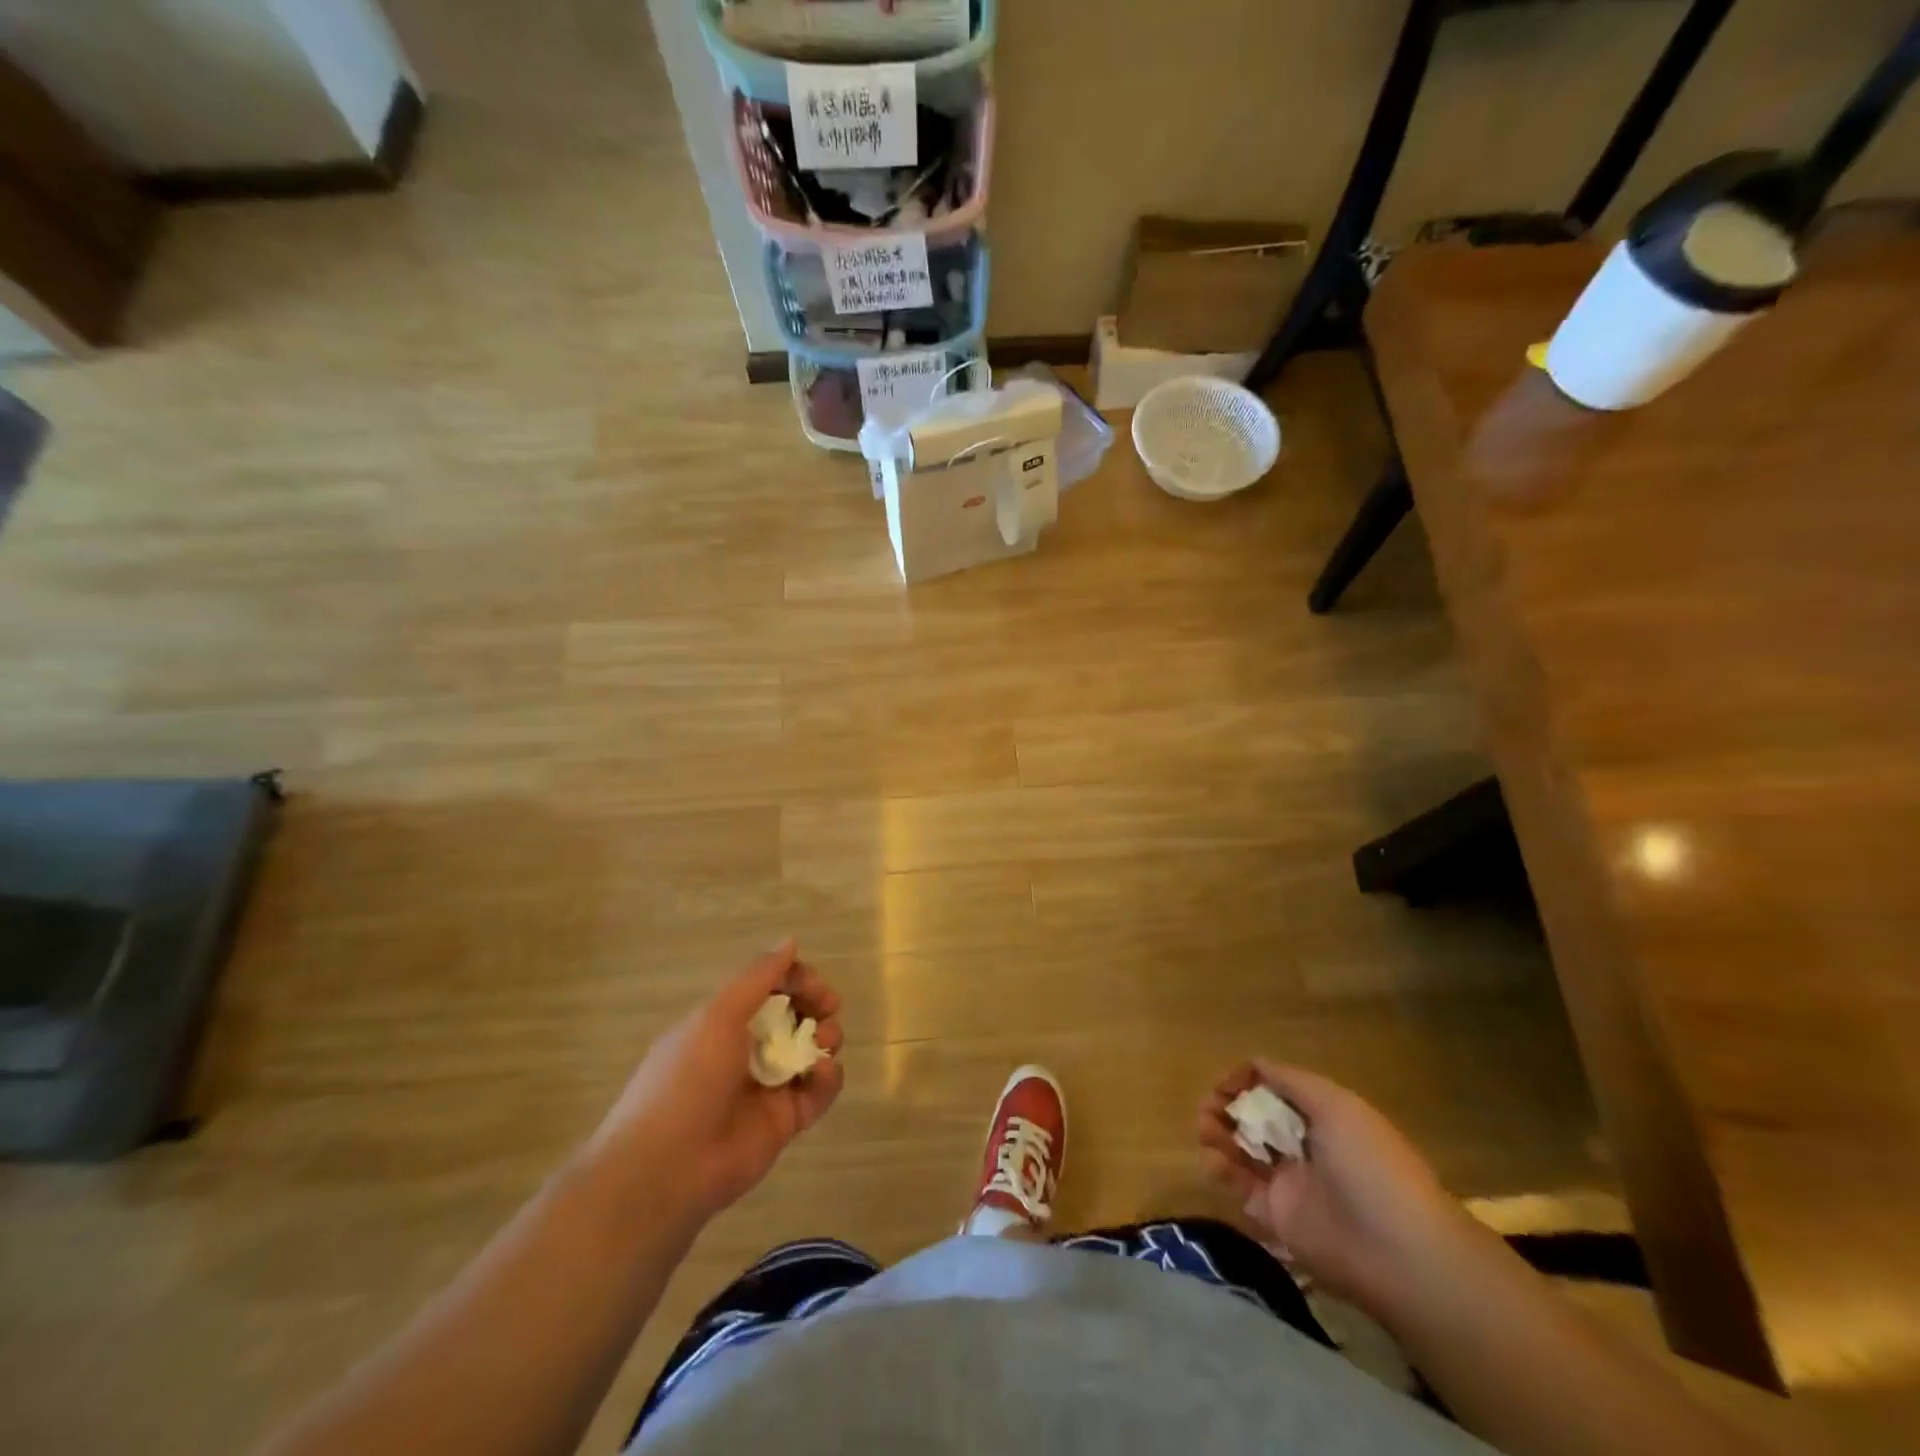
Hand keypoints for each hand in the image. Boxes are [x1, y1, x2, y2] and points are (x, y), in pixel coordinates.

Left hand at [586, 942, 843, 1225]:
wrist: (666, 1168)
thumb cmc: (688, 1079)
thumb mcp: (718, 1015)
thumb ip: (757, 977)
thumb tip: (789, 941)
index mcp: (723, 1022)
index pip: (768, 988)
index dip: (794, 978)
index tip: (812, 981)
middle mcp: (746, 1049)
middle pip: (793, 1015)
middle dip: (816, 1004)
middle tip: (828, 1006)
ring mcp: (767, 1086)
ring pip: (810, 1050)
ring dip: (826, 1037)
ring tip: (825, 1040)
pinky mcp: (785, 1121)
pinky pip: (818, 1091)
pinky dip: (828, 1078)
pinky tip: (823, 1072)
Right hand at [1198, 1062, 1469, 1317]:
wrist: (1398, 1252)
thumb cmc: (1370, 1164)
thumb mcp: (1336, 1105)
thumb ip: (1290, 1080)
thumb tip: (1253, 1064)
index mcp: (1322, 1116)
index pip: (1274, 1089)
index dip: (1247, 1081)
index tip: (1225, 1083)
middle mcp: (1302, 1145)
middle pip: (1253, 1117)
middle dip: (1226, 1105)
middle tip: (1209, 1106)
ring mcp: (1288, 1182)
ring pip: (1240, 1149)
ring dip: (1217, 1132)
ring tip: (1205, 1128)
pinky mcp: (1274, 1217)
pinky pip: (1239, 1187)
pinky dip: (1220, 1169)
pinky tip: (1214, 1159)